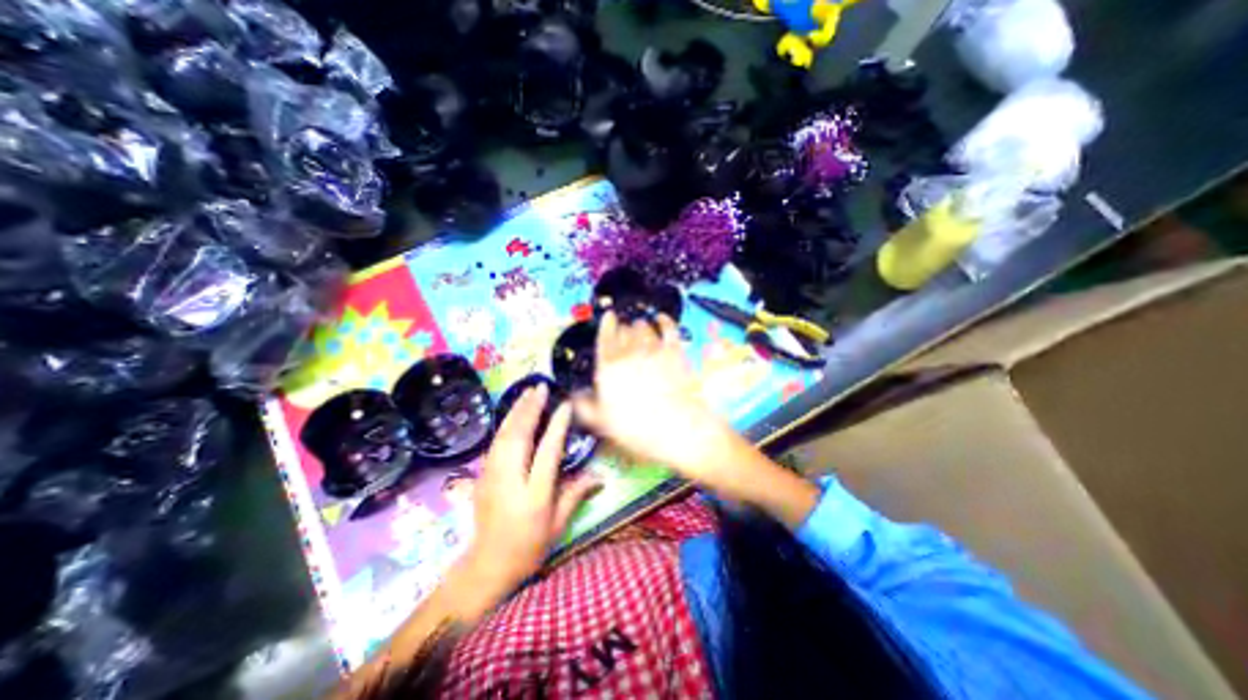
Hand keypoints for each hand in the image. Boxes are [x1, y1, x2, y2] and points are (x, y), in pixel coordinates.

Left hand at [467, 383, 605, 595]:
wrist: (487, 565)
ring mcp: (492, 476)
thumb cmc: (529, 547)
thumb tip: (601, 475)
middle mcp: (510, 481)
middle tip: (541, 387)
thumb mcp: (558, 525)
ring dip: (516, 411)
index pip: (547, 453)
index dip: (557, 427)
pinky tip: (513, 412)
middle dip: (530, 409)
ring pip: (504, 436)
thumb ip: (576, 494)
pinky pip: (495, 442)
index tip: (565, 405)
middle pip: (519, 437)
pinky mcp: (482, 475)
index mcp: (533, 496)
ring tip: (528, 392)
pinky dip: (505, 423)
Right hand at [577, 315, 742, 488]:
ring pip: (643, 326)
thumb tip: (575, 395)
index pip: (604, 337)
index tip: (608, 317)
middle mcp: (628, 352)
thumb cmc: (636, 428)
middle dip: (623, 328)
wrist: (675, 428)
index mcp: (608, 367)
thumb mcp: (602, 422)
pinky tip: (660, 319)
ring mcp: (653, 349)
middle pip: (624, 330)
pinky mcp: (674, 350)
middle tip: (624, 330)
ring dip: (640, 325)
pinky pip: (668, 327)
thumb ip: (585, 406)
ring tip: (639, 327)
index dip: (606, 324)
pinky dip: (663, 320)